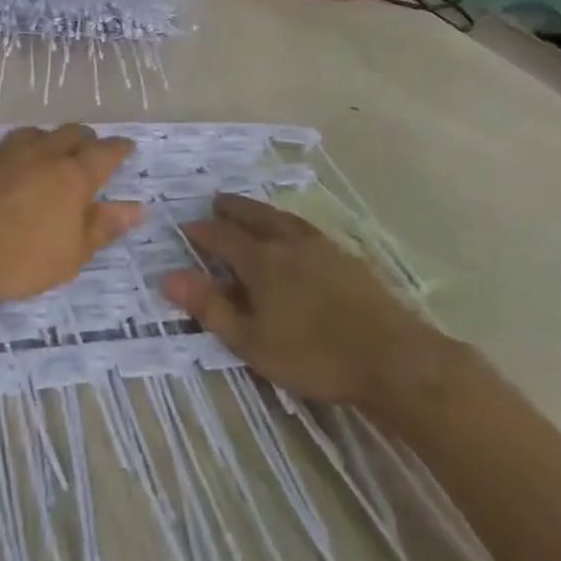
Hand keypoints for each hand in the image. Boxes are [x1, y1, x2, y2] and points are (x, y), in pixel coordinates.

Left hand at [0, 125, 142, 300]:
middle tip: (87, 149)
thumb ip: (103, 227)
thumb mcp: (71, 255)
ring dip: (41, 139)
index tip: (127, 147)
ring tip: (42, 150)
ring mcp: (2, 152)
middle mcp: (42, 155)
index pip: (105, 153)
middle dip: (83, 139)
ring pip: (29, 133)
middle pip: (70, 134)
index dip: (119, 149)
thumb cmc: (20, 258)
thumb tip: (136, 208)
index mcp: (73, 177)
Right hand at [165, 193, 441, 406]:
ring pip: (282, 218)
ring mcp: (322, 246)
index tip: (186, 227)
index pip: (222, 236)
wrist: (391, 357)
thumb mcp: (251, 341)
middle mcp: (288, 243)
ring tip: (250, 210)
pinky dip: (287, 223)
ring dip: (260, 211)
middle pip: (254, 216)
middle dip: (232, 208)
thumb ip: (211, 307)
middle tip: (216, 202)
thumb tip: (169, 277)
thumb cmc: (313, 354)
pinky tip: (294, 234)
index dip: (201, 231)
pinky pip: (305, 227)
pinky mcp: (346, 256)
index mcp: (261, 261)